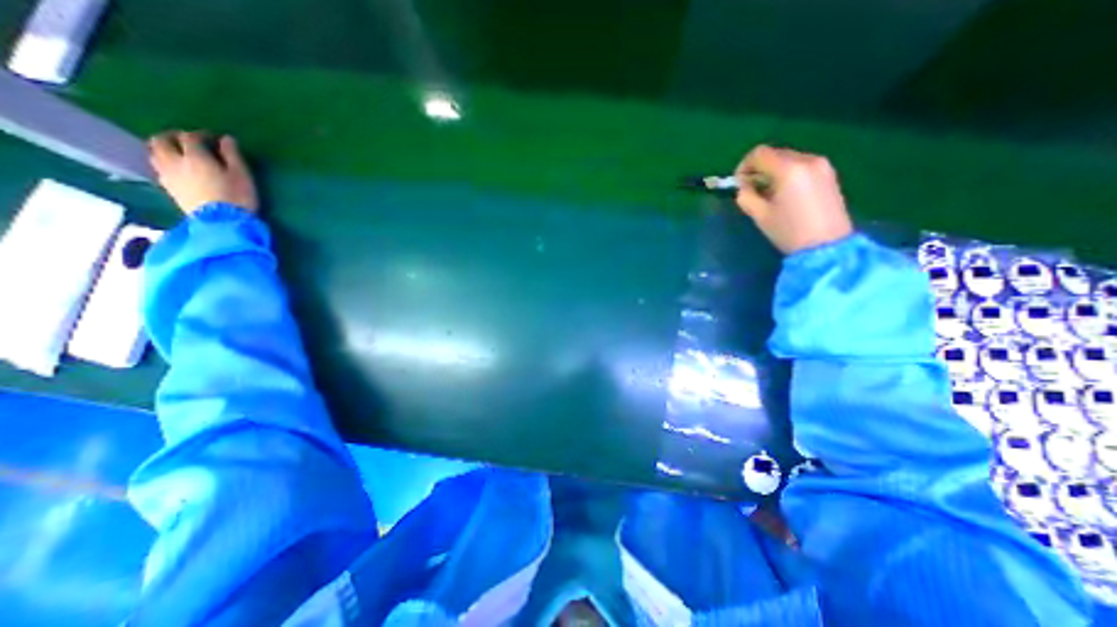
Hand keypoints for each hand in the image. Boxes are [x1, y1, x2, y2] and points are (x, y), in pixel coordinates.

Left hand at [147, 130, 259, 216]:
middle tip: (187, 140)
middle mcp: (174, 161)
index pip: (190, 137)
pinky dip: (165, 163)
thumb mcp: (242, 175)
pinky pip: (159, 168)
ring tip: (178, 153)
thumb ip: (233, 155)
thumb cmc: (237, 197)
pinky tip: (177, 169)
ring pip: (155, 153)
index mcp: (194, 156)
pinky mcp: (168, 188)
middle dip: (172, 137)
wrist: (222, 221)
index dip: (201, 135)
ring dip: (164, 149)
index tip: (213, 138)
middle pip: (161, 141)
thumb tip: (226, 139)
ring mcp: (167, 175)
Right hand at [741, 144, 852, 253]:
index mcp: (789, 169)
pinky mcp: (829, 174)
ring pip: (788, 159)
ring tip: (769, 194)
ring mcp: (822, 165)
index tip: (740, 183)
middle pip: (775, 154)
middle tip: (752, 190)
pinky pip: (801, 165)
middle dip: (759, 169)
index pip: (759, 154)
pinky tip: (785, 194)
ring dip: (773, 172)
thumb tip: (744, 186)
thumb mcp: (759, 215)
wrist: (826, 246)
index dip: (744, 166)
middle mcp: (807, 160)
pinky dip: (788, 174)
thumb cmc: (789, 231)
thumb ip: (746, 196)